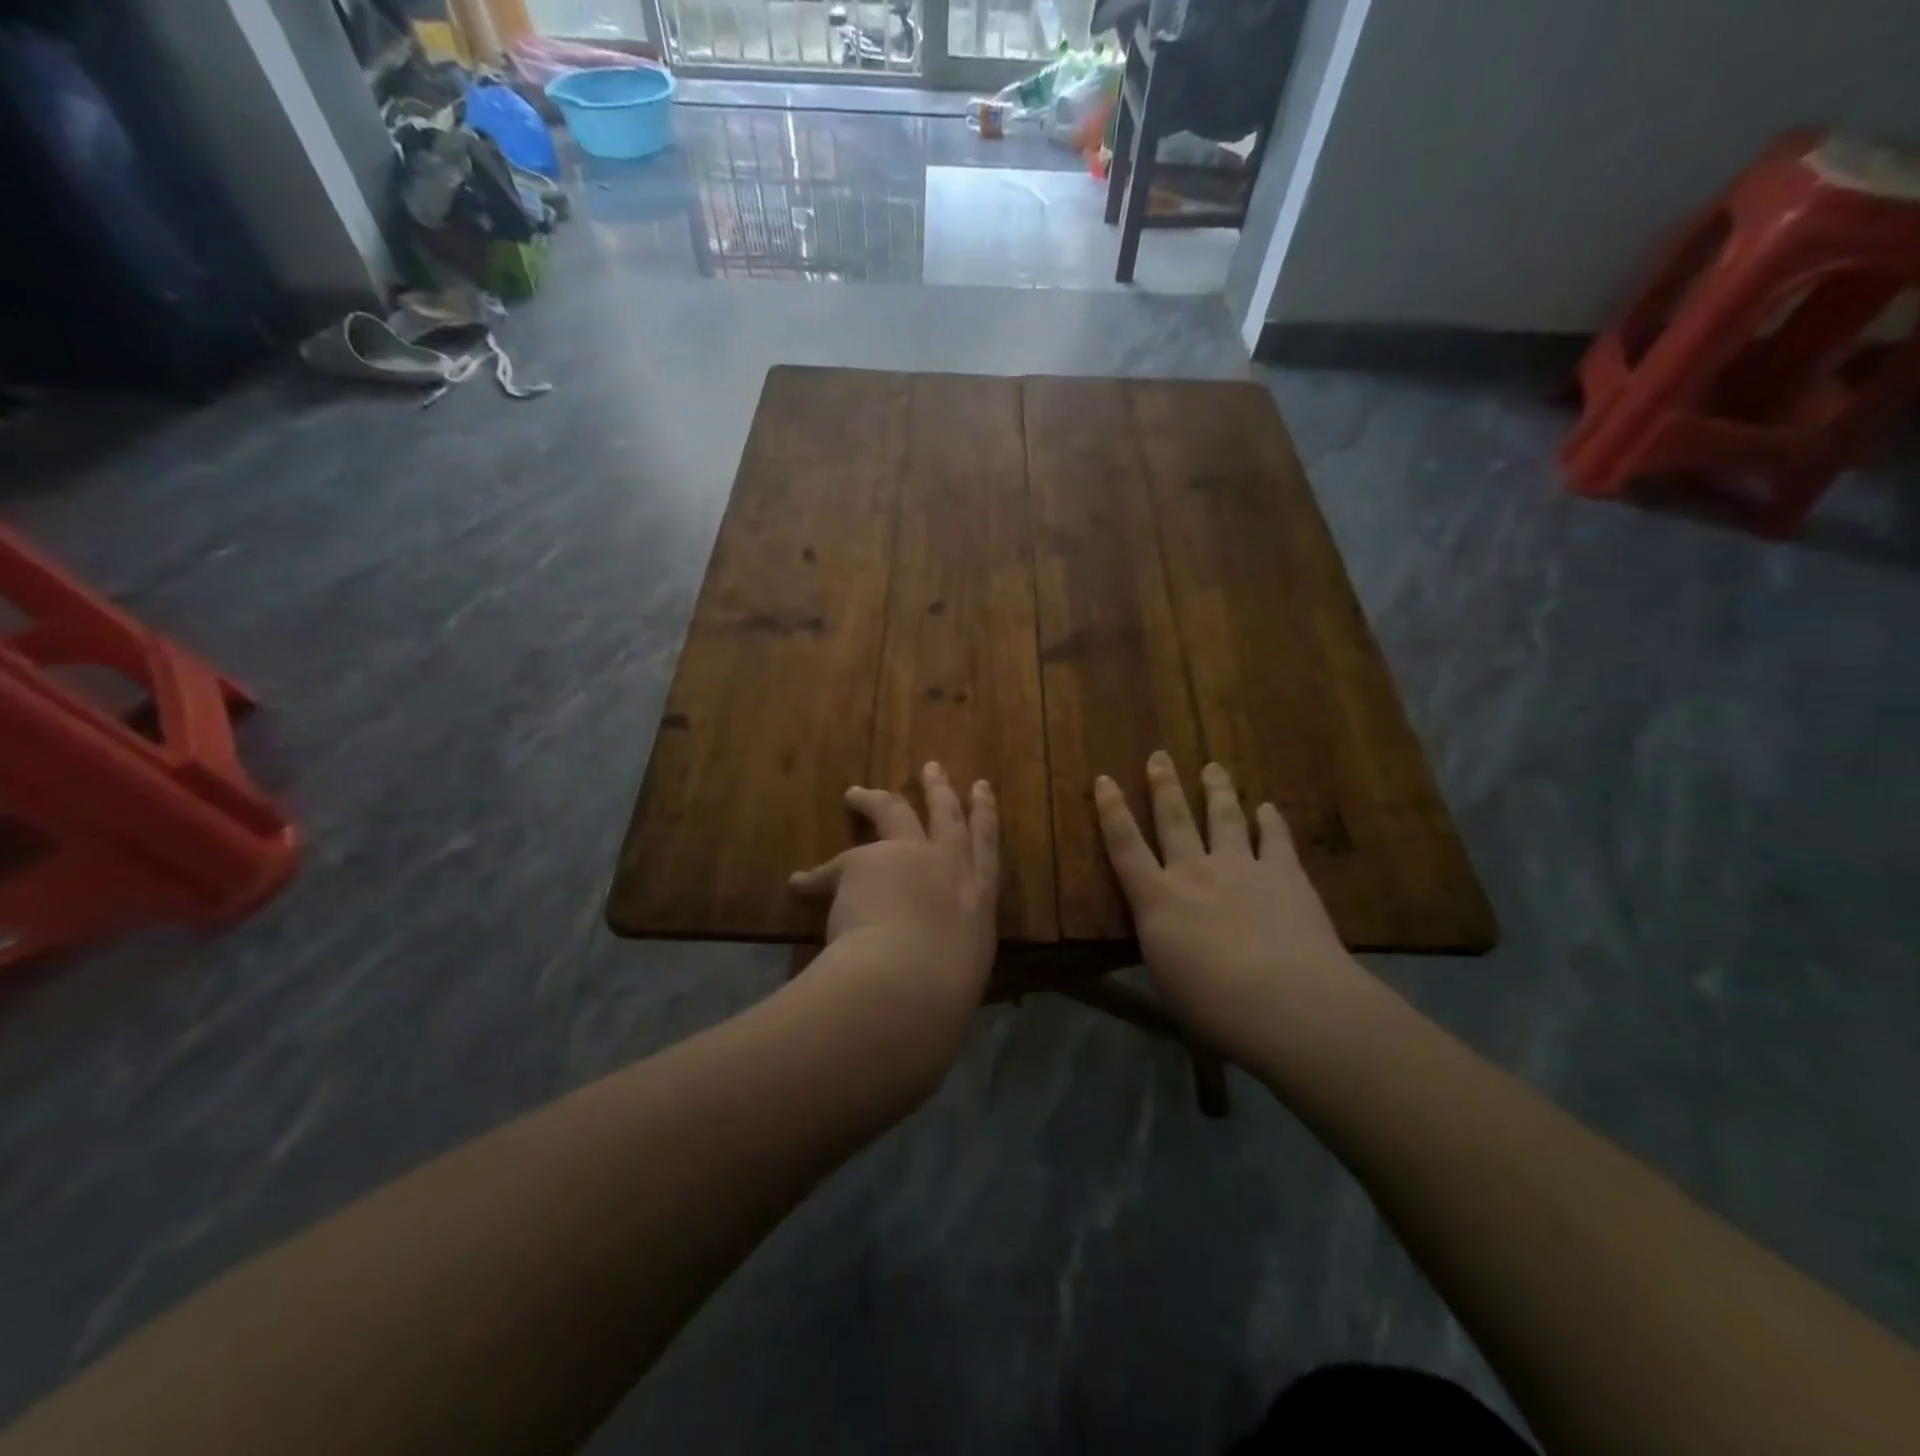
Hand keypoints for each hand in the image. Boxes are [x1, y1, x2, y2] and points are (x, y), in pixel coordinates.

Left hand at [789, 762, 999, 1034]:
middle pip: (945, 815)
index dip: (984, 814)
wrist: (908, 984)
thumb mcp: (960, 973)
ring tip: (857, 791)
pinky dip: (816, 878)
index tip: (982, 786)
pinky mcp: (865, 860)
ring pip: (895, 811)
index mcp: (979, 897)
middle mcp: (949, 865)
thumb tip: (933, 966)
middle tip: (931, 768)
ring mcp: (909, 856)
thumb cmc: (943, 994)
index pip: (987, 845)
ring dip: (876, 798)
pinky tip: (800, 881)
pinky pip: (833, 868)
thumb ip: (948, 955)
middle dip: (938, 789)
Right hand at [1094, 752, 1360, 1065]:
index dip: (1112, 811)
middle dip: (1164, 785)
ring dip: (1217, 790)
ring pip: (1224, 818)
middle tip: (1159, 755)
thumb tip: (1163, 937)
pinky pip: (1276, 839)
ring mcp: (1242, 868)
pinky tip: (1268, 807)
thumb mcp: (1168, 983)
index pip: (1125, 847)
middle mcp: (1195, 873)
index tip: (1104, 778)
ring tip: (1213, 767)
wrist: (1288, 1004)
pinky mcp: (1285, 875)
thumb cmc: (1214, 1007)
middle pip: (1174, 819)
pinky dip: (1271, 821)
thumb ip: (1164, 948)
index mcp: (1158, 901)